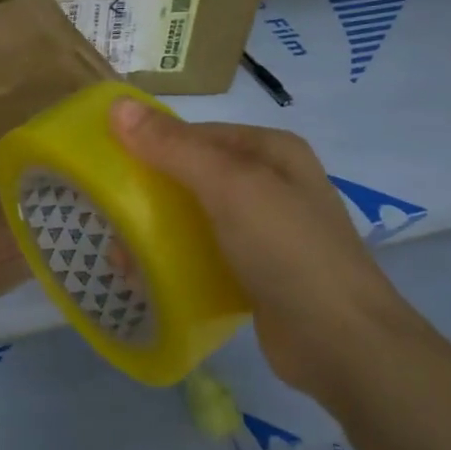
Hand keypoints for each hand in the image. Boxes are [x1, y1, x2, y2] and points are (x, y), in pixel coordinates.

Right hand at [110, 100, 426, 399]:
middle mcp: (270, 183)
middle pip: (192, 176)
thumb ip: (173, 147)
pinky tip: (149, 279)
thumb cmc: (286, 250)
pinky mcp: (257, 272)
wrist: (342, 344)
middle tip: (110, 218)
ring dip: (157, 232)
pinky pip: (206, 254)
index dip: (150, 144)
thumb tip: (118, 106)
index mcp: (270, 150)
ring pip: (196, 218)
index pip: (196, 133)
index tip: (108, 167)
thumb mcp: (229, 187)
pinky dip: (176, 261)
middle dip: (149, 195)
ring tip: (121, 257)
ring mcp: (266, 231)